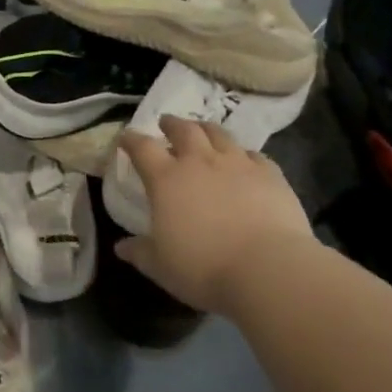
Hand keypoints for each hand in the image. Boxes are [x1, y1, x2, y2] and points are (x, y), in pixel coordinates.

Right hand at [115, 116, 314, 313]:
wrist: (267, 268)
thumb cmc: (203, 267)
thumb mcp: (160, 266)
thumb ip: (139, 252)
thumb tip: (121, 247)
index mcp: (166, 179)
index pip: (142, 148)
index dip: (131, 140)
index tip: (126, 137)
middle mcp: (200, 162)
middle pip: (184, 130)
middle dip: (172, 124)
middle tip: (166, 123)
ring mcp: (238, 164)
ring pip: (219, 134)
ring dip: (206, 129)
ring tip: (202, 131)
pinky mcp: (270, 174)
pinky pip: (254, 155)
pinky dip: (244, 154)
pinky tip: (245, 160)